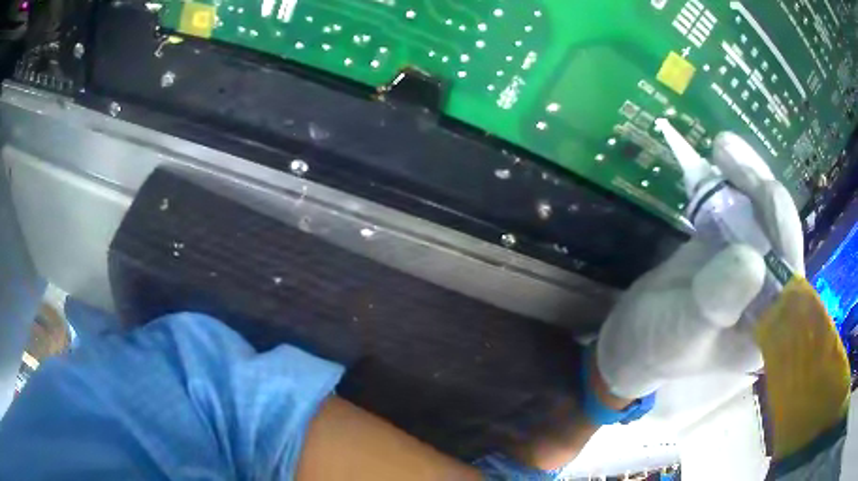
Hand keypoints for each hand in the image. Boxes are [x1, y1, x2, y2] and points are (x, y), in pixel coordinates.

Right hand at [596, 132, 804, 399]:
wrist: (638, 333)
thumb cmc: (660, 346)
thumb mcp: (684, 332)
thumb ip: (718, 303)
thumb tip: (752, 258)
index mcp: (769, 326)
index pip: (793, 275)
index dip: (785, 231)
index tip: (765, 191)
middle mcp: (772, 293)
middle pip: (782, 234)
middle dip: (762, 191)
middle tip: (730, 156)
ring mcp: (755, 264)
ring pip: (766, 213)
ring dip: (748, 177)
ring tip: (723, 148)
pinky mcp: (736, 242)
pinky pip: (744, 207)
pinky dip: (734, 181)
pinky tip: (720, 160)